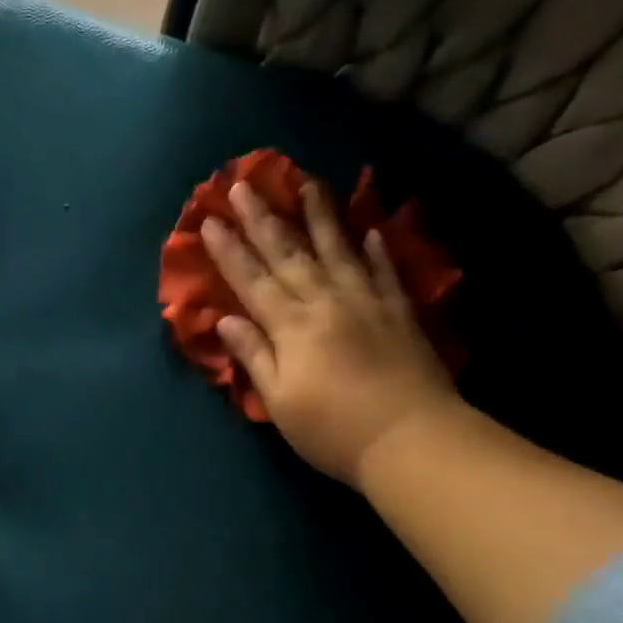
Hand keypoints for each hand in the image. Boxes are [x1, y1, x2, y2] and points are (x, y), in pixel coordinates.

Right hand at [202, 179, 465, 486]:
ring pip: (337, 249)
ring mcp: (366, 302)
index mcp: (291, 326)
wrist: (412, 440)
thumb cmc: (334, 431)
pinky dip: (376, 250)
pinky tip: (370, 229)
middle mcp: (325, 302)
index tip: (210, 220)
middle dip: (262, 219)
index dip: (229, 251)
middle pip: (288, 253)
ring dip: (319, 215)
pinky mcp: (399, 312)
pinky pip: (385, 271)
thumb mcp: (280, 402)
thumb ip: (254, 356)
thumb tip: (225, 320)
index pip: (252, 280)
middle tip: (243, 184)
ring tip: (307, 182)